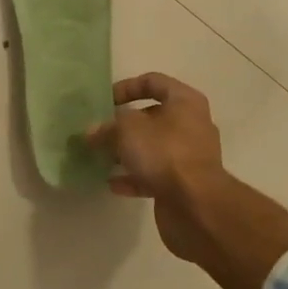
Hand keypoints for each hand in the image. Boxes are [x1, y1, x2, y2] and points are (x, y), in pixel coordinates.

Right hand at [86, 73, 228, 262]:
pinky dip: (134, 177)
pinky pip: (154, 175)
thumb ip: (106, 128)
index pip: (153, 82)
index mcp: (184, 101)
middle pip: (152, 116)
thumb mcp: (126, 130)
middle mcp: (191, 125)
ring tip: (100, 157)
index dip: (126, 87)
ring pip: (152, 147)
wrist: (196, 206)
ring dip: (127, 152)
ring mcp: (189, 157)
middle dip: (124, 124)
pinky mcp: (185, 185)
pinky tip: (112, 183)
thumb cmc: (164, 152)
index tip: (104, 101)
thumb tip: (91, 132)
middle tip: (99, 131)